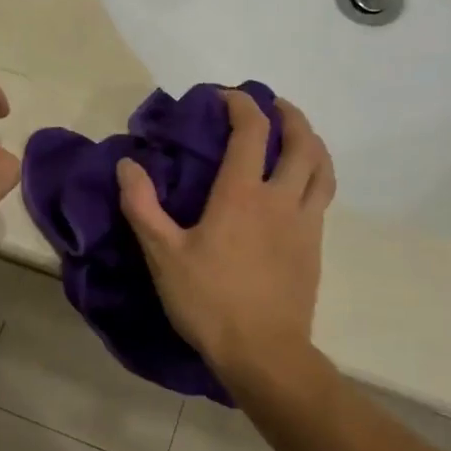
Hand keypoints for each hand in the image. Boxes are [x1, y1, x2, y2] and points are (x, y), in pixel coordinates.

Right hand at [117, 90, 334, 384]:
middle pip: (302, 143)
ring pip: (322, 169)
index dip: (240, 105)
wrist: (264, 353)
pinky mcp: (315, 247)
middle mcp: (281, 199)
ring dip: (312, 143)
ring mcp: (305, 223)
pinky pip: (322, 198)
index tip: (225, 97)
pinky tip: (300, 187)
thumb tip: (127, 165)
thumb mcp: (163, 255)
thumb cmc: (209, 301)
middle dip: (289, 115)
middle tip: (273, 106)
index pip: (250, 132)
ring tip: (298, 137)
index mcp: (242, 195)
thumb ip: (142, 206)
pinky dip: (315, 176)